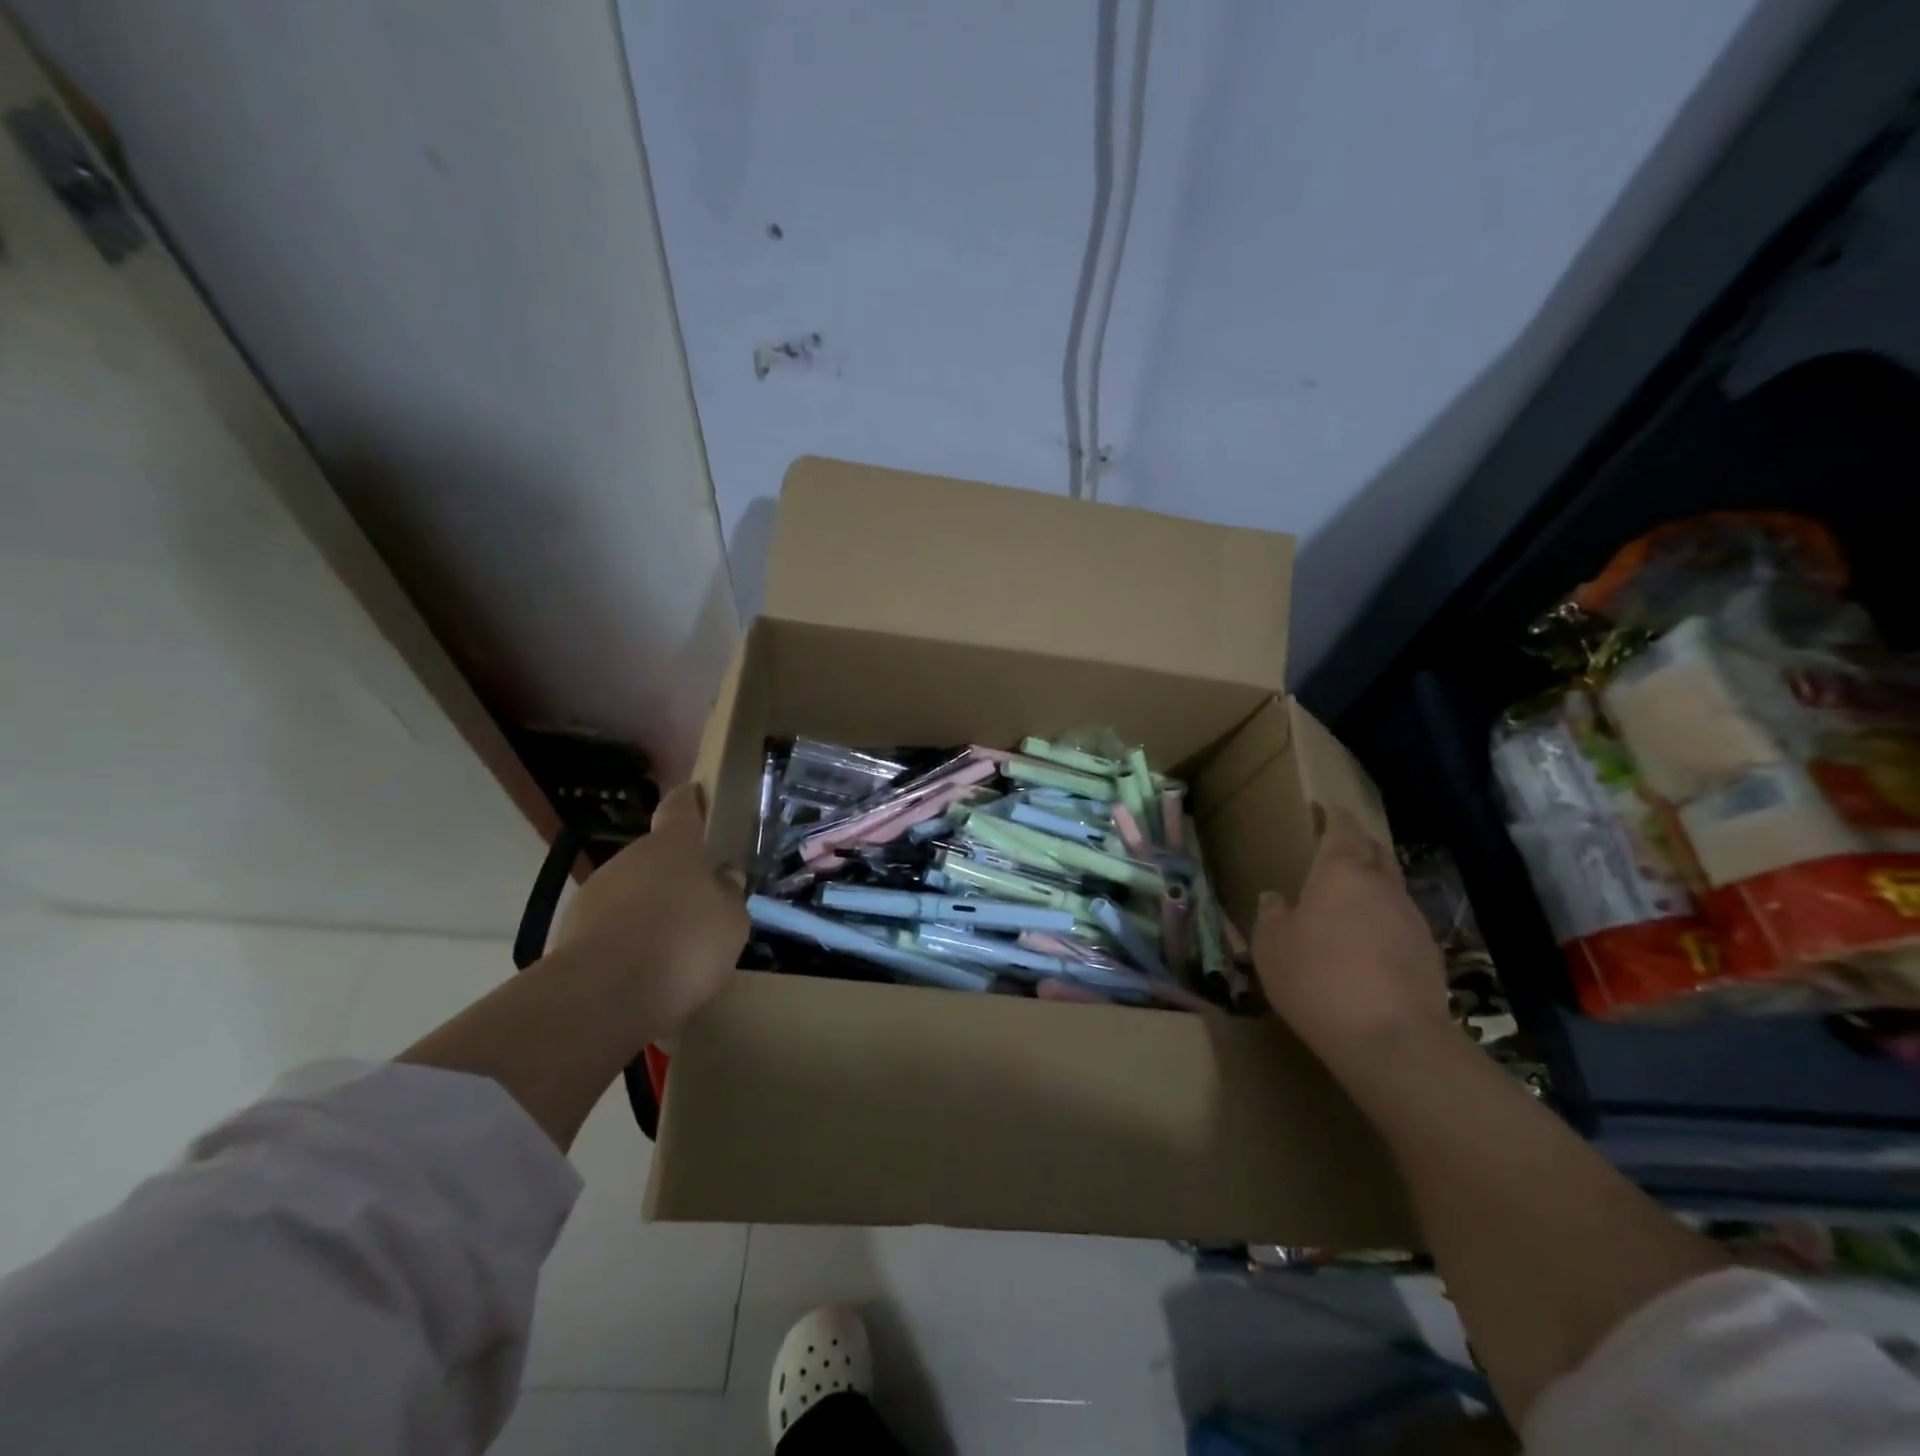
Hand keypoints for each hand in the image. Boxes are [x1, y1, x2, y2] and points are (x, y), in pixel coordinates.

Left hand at [551, 783, 747, 1035]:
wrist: (602, 997)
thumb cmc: (683, 945)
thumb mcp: (731, 923)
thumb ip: (728, 896)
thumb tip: (723, 881)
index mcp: (673, 846)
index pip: (680, 808)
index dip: (690, 801)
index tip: (696, 794)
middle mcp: (630, 858)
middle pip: (655, 856)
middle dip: (674, 874)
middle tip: (698, 903)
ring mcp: (595, 892)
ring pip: (630, 891)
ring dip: (648, 909)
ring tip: (670, 946)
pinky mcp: (570, 931)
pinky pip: (610, 926)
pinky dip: (626, 939)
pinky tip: (643, 970)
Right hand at [1252, 805, 1449, 1068]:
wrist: (1392, 1040)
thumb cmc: (1318, 978)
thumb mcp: (1271, 945)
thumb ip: (1272, 915)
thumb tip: (1276, 899)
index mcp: (1342, 872)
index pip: (1342, 828)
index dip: (1332, 815)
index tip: (1321, 808)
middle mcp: (1382, 886)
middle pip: (1375, 850)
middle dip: (1356, 842)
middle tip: (1334, 846)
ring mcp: (1412, 920)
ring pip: (1390, 887)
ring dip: (1371, 885)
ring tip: (1346, 900)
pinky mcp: (1429, 954)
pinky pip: (1400, 922)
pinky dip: (1382, 921)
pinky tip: (1366, 943)